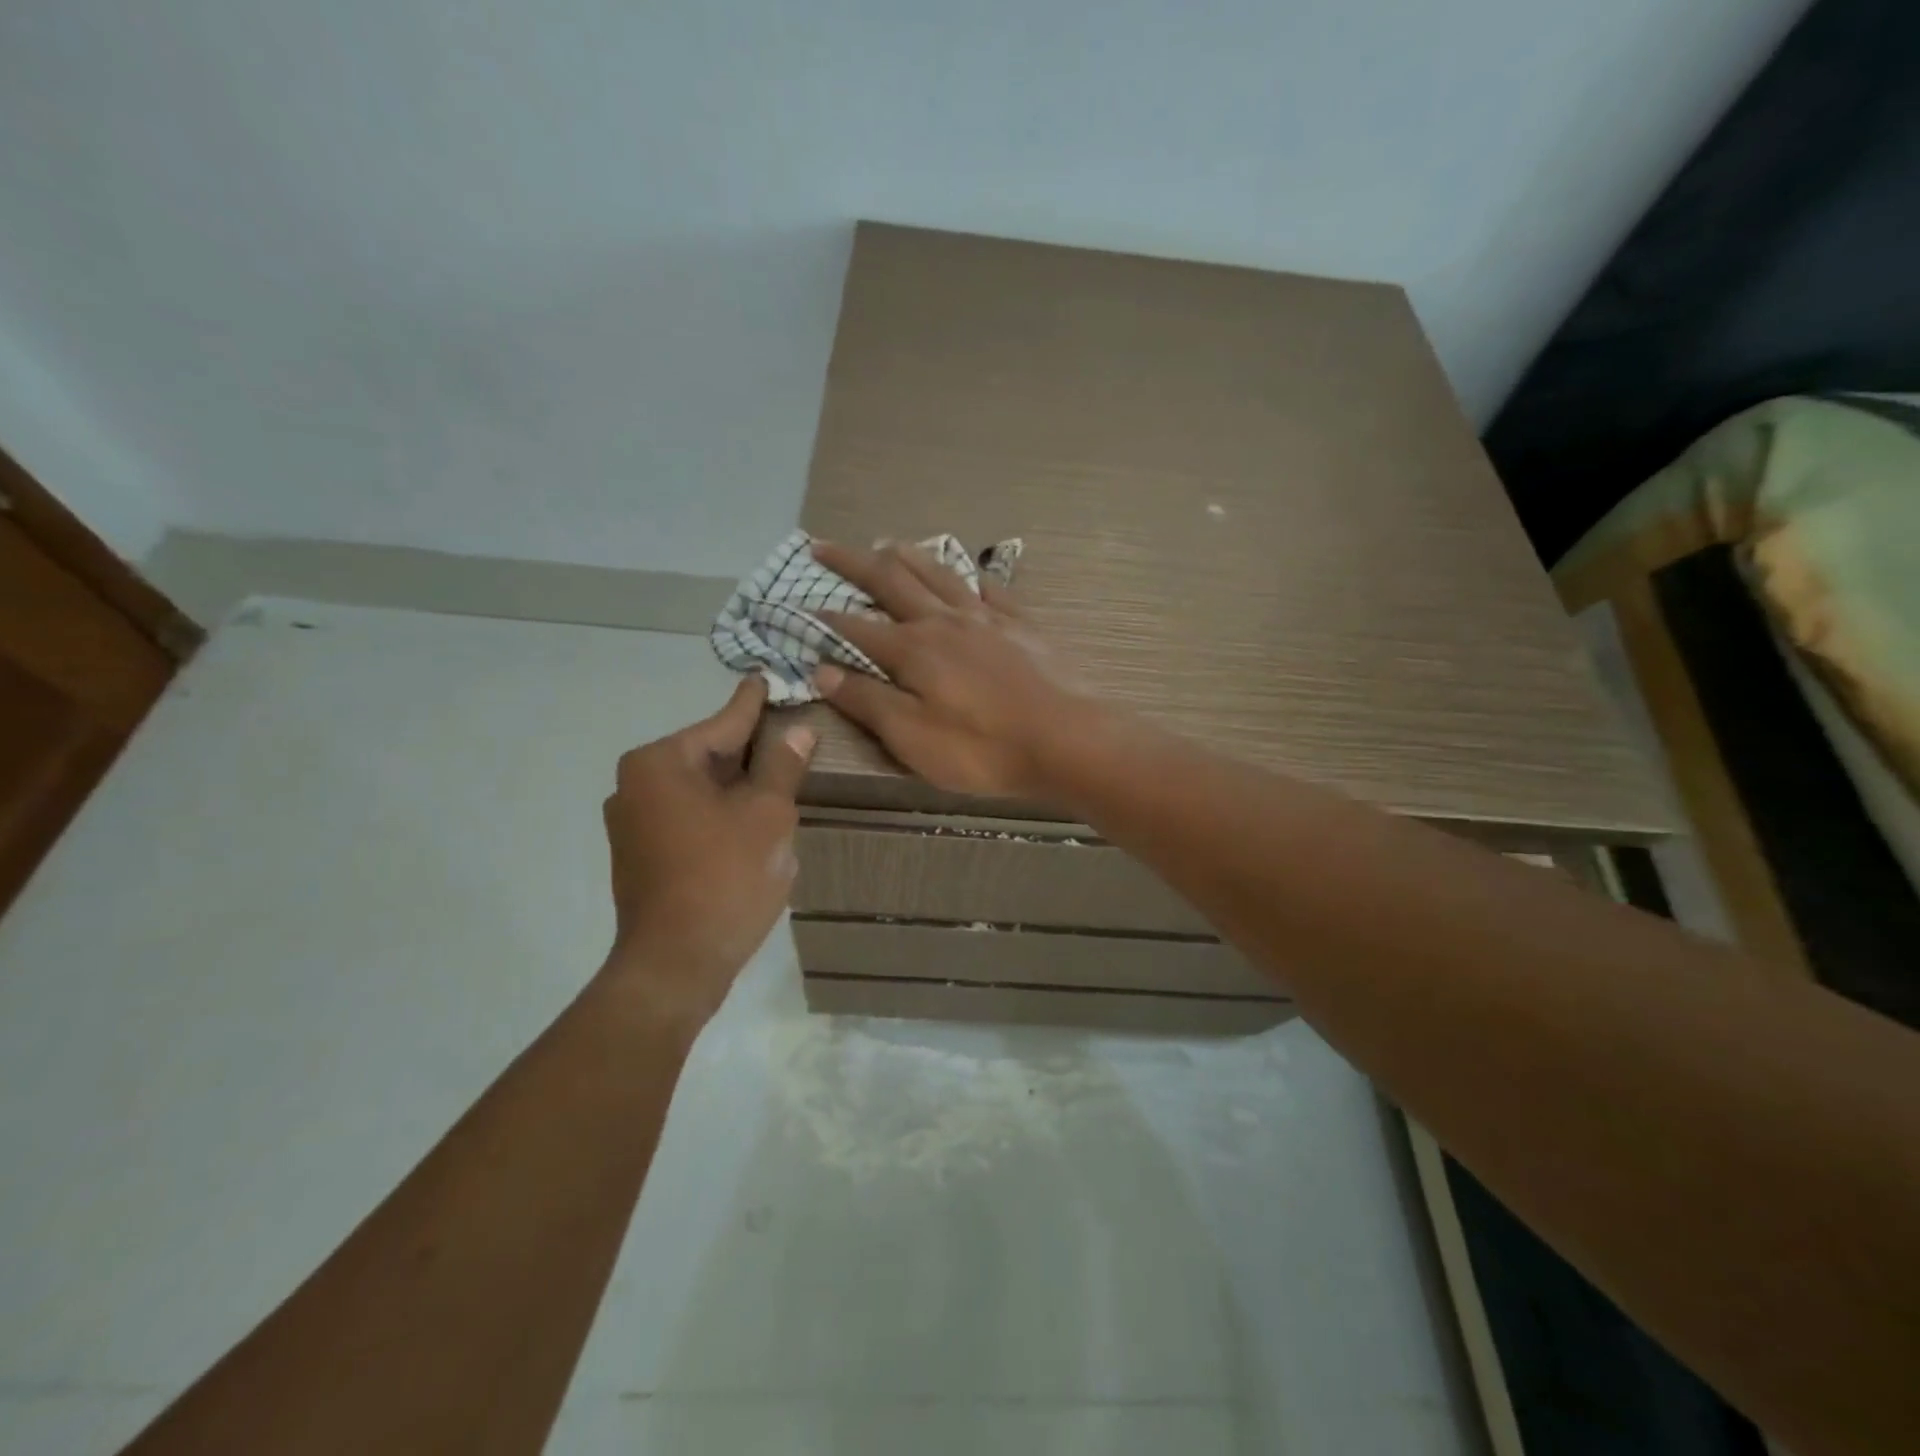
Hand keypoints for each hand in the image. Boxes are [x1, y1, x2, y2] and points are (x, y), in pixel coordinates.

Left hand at [601, 677, 813, 1022]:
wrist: (676, 965)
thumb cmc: (726, 877)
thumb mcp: (768, 815)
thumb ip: (782, 766)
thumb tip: (799, 730)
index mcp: (660, 763)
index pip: (722, 723)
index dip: (754, 704)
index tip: (767, 677)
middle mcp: (634, 784)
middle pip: (708, 754)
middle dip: (751, 750)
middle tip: (791, 736)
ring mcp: (631, 822)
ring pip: (699, 788)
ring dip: (738, 786)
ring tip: (780, 778)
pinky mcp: (639, 854)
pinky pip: (688, 815)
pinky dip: (720, 812)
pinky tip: (752, 820)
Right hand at [811, 540, 1101, 799]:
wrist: (1069, 739)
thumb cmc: (984, 748)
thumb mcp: (913, 737)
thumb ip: (867, 700)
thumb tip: (820, 669)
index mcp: (913, 649)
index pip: (856, 627)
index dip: (825, 619)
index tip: (800, 606)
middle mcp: (944, 621)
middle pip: (891, 582)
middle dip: (853, 563)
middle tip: (823, 546)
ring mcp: (987, 618)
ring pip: (939, 574)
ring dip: (908, 556)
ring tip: (887, 542)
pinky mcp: (1022, 624)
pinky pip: (991, 589)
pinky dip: (972, 576)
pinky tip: (969, 574)